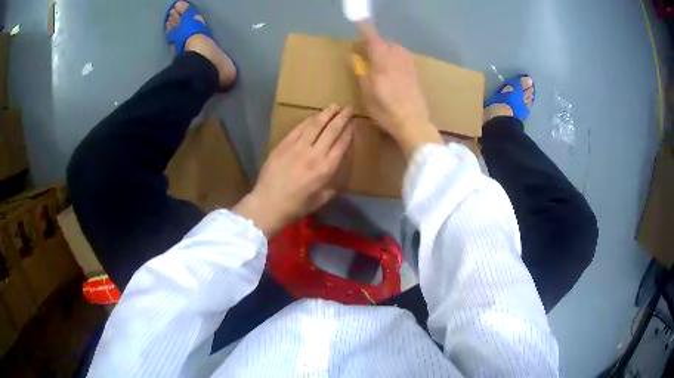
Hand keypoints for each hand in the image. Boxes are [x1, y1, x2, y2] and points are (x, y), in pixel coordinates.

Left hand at [233, 105, 353, 236]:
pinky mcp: (284, 144)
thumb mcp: (320, 199)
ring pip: (316, 124)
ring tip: (335, 106)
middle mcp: (315, 154)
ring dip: (327, 113)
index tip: (353, 123)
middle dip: (342, 117)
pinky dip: (309, 120)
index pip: (342, 144)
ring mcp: (298, 146)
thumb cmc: (296, 206)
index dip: (349, 131)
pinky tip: (315, 115)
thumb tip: (333, 173)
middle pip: (332, 130)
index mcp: (326, 169)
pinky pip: (300, 127)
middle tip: (349, 107)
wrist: (269, 203)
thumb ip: (331, 186)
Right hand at [356, 24, 441, 156]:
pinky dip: (397, 57)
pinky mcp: (416, 75)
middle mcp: (397, 59)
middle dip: (377, 43)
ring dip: (388, 49)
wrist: (413, 123)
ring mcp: (409, 66)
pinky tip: (394, 67)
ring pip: (398, 50)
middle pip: (387, 43)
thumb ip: (361, 72)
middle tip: (367, 51)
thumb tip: (355, 57)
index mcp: (383, 62)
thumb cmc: (386, 110)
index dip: (366, 29)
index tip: (359, 21)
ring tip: (381, 59)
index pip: (373, 39)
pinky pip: (405, 58)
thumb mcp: (367, 93)